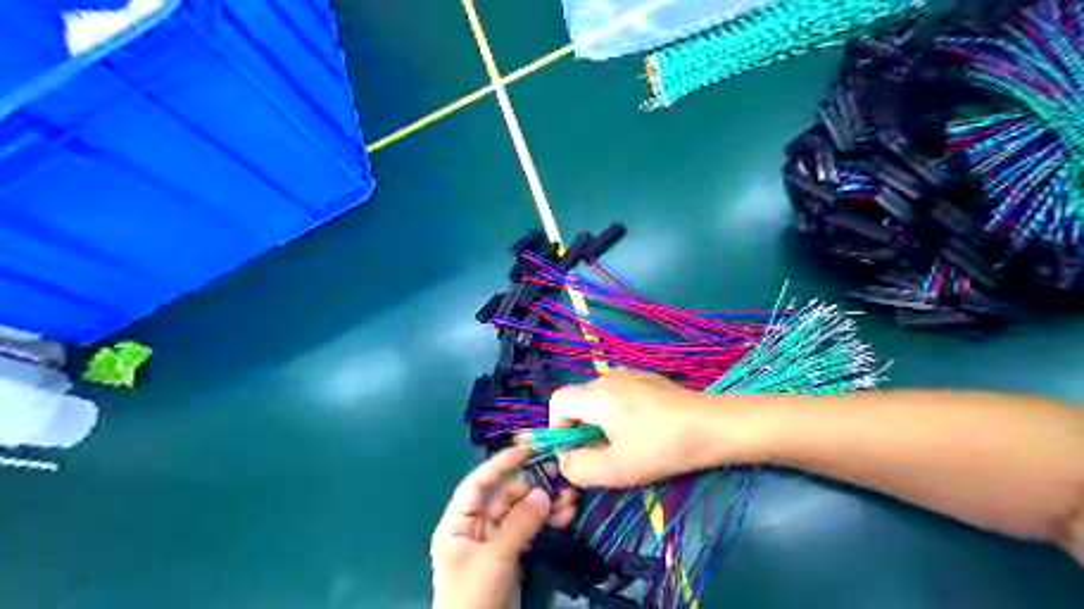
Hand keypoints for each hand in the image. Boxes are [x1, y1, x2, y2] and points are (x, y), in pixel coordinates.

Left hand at [434, 447, 580, 607]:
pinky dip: (547, 523)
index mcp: (459, 522)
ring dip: (545, 504)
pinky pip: (530, 531)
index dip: (501, 463)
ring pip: (522, 513)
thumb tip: (544, 492)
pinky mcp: (512, 556)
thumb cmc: (473, 596)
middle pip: (505, 496)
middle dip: (533, 486)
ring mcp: (495, 542)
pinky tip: (566, 516)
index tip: (527, 448)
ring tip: (571, 498)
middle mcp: (476, 527)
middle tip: (561, 476)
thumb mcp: (494, 558)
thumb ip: (519, 524)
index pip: (478, 483)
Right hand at [551, 368, 728, 487]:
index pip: (557, 402)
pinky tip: (645, 431)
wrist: (713, 426)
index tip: (577, 453)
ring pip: (599, 401)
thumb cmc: (662, 447)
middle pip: (578, 401)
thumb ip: (579, 467)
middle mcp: (609, 377)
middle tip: (605, 455)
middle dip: (583, 431)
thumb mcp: (616, 469)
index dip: (557, 429)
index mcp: (597, 394)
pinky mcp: (648, 380)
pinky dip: (619, 415)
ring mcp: (630, 375)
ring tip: (627, 445)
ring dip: (602, 424)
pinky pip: (618, 396)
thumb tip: (566, 460)